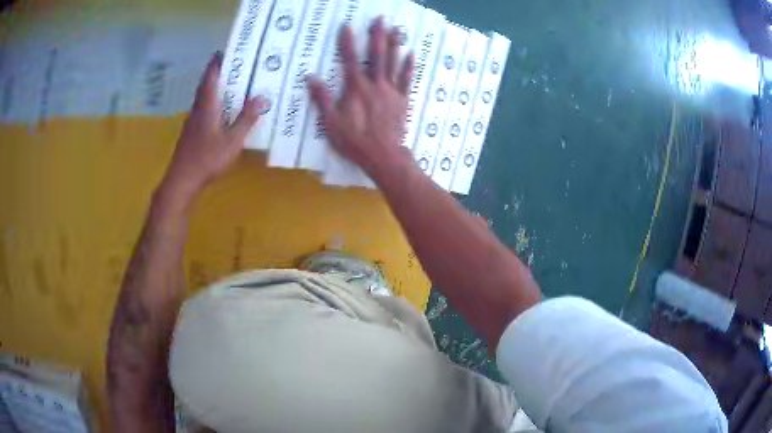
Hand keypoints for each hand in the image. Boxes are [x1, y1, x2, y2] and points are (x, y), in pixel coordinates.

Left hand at [162, 53, 265, 199]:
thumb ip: (247, 118)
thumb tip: (263, 97)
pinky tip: (224, 109)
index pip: (211, 75)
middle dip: (220, 71)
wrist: (182, 180)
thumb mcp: (233, 139)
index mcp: (207, 104)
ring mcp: (193, 120)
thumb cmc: (207, 158)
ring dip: (217, 87)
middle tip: (239, 65)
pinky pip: (205, 108)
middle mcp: (198, 107)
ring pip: (205, 96)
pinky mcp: (192, 131)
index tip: (229, 49)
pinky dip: (215, 101)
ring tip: (236, 84)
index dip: (218, 60)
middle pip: (207, 83)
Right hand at [307, 18, 414, 178]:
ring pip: (393, 63)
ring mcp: (391, 91)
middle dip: (377, 35)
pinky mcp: (402, 100)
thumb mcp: (331, 122)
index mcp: (356, 88)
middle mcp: (375, 84)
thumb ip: (322, 98)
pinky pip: (406, 80)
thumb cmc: (354, 141)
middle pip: (376, 55)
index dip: (347, 42)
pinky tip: (411, 54)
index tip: (347, 25)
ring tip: (397, 29)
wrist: (383, 156)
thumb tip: (310, 77)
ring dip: (394, 44)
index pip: (350, 59)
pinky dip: (409, 66)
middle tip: (380, 19)